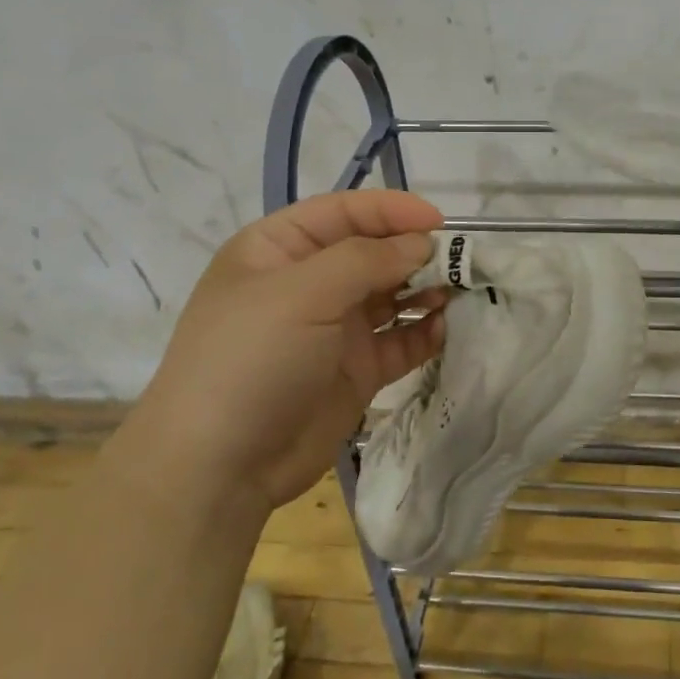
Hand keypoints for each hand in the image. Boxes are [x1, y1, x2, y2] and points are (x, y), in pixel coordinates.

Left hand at [130, 189, 446, 511]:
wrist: (220, 469)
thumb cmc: (251, 360)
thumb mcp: (302, 293)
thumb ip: (366, 259)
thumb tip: (421, 243)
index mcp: (279, 250)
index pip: (343, 212)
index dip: (391, 210)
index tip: (438, 221)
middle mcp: (309, 283)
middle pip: (372, 251)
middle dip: (415, 251)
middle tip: (459, 260)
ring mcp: (334, 328)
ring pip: (392, 295)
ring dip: (426, 289)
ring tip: (457, 292)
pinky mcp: (357, 369)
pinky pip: (400, 340)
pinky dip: (425, 331)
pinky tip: (444, 329)